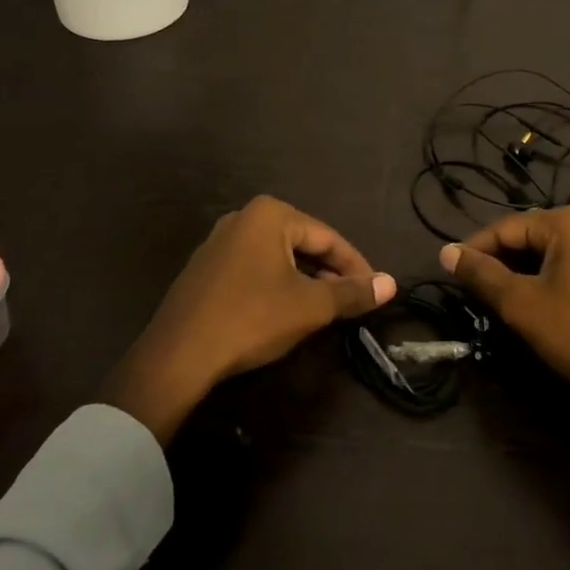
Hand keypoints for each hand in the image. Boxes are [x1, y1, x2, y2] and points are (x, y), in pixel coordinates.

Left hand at [103, 196, 396, 444]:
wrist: (178, 355)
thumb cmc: (252, 318)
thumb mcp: (310, 306)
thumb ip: (351, 292)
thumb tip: (391, 284)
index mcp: (270, 214)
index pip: (328, 237)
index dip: (356, 265)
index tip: (375, 291)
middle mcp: (243, 217)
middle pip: (302, 243)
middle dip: (329, 272)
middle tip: (350, 301)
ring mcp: (219, 242)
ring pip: (277, 257)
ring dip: (304, 280)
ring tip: (323, 308)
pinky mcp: (205, 269)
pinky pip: (253, 269)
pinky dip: (276, 285)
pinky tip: (283, 311)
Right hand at [441, 206, 569, 500]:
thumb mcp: (522, 305)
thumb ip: (482, 275)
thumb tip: (446, 252)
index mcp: (568, 222)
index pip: (506, 226)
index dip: (474, 249)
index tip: (449, 272)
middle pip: (528, 236)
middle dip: (499, 262)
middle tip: (472, 292)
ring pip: (549, 255)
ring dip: (521, 275)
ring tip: (497, 302)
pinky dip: (546, 282)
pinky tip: (535, 308)